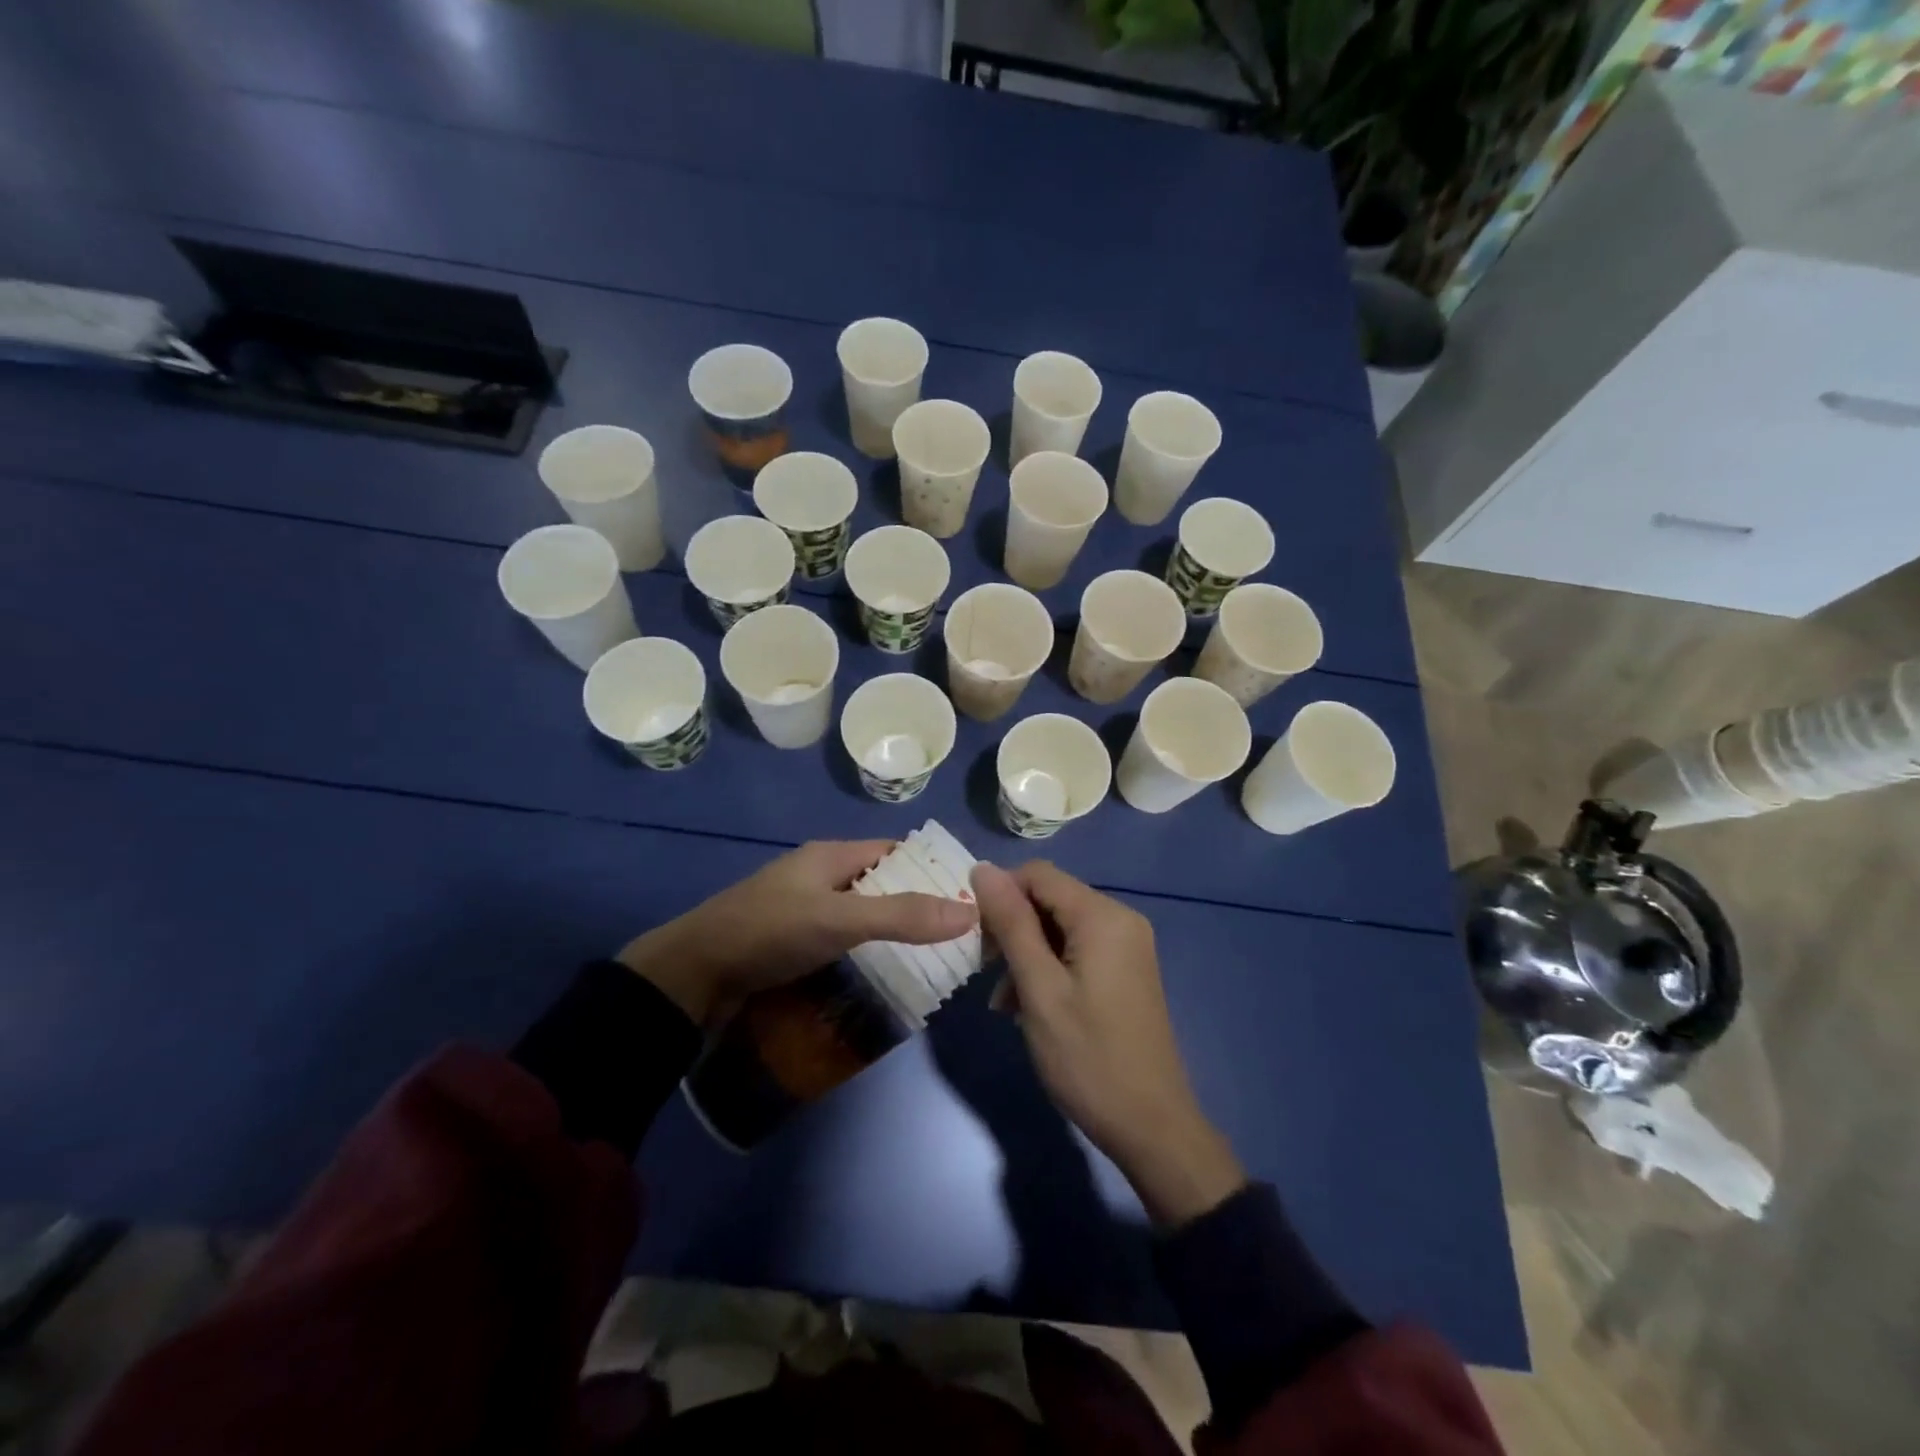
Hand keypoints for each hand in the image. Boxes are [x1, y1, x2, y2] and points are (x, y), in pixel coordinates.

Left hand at [620, 840, 977, 1027]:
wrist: (693, 974)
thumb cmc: (769, 931)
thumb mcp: (840, 920)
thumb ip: (902, 916)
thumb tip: (970, 911)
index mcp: (831, 856)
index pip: (894, 851)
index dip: (930, 868)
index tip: (969, 895)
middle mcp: (819, 876)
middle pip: (880, 883)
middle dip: (917, 904)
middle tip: (959, 935)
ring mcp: (803, 910)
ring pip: (861, 914)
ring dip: (892, 931)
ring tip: (934, 959)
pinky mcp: (791, 942)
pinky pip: (841, 939)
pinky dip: (866, 952)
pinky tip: (886, 974)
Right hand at [971, 861, 1243, 1226]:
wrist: (1151, 1126)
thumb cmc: (1087, 1057)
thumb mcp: (1039, 989)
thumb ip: (1011, 924)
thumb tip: (982, 868)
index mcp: (1102, 916)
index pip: (1038, 874)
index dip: (1000, 896)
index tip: (976, 938)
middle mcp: (1120, 919)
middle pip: (1050, 899)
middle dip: (1012, 929)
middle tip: (986, 972)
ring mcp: (1127, 946)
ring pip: (1059, 927)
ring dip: (1026, 954)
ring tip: (1003, 1001)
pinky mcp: (1126, 970)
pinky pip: (1077, 950)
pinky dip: (1048, 968)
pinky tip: (1027, 1007)